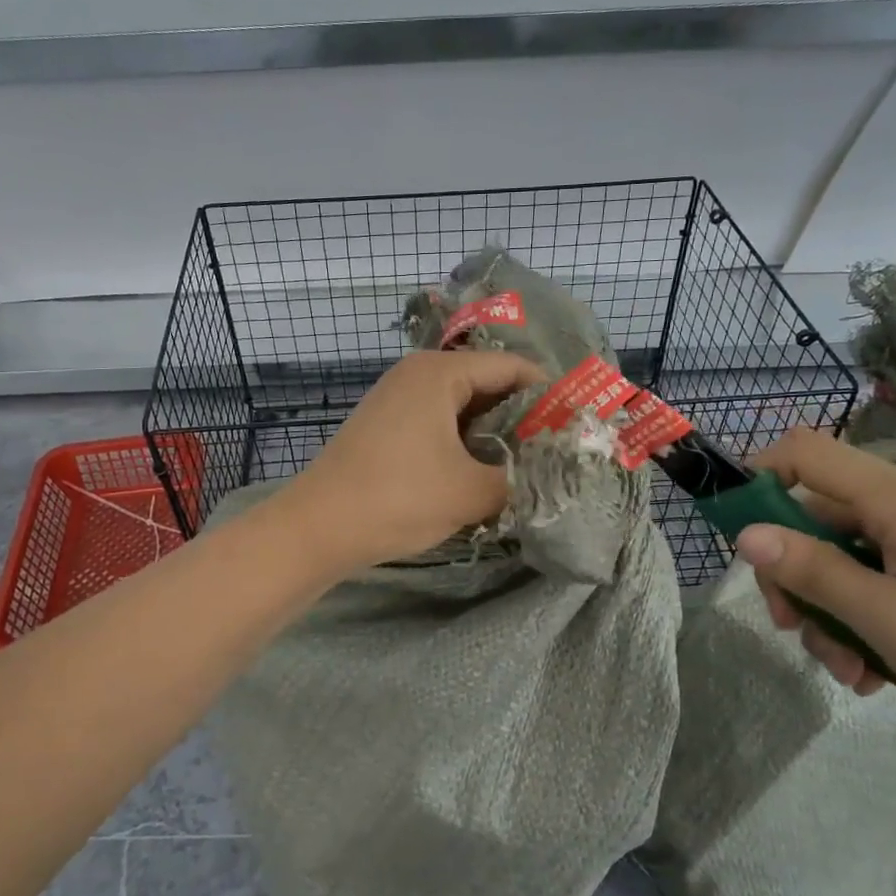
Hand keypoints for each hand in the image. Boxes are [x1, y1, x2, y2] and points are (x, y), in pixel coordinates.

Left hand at [273, 349, 543, 572]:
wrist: (317, 528)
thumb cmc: (398, 498)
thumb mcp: (471, 492)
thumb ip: (522, 479)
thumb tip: (554, 478)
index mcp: (440, 372)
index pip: (513, 367)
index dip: (550, 396)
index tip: (578, 428)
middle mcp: (417, 374)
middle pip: (487, 384)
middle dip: (523, 418)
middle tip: (558, 452)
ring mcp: (397, 400)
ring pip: (463, 408)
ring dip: (494, 435)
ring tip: (527, 468)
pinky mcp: (385, 427)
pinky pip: (439, 424)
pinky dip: (465, 444)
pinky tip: (482, 474)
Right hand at [734, 428, 895, 745]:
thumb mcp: (888, 620)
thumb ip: (812, 572)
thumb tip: (745, 535)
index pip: (807, 452)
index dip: (760, 476)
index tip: (738, 532)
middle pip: (819, 515)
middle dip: (795, 573)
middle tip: (791, 629)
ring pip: (848, 555)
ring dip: (830, 608)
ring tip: (845, 669)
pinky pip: (883, 575)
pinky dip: (865, 615)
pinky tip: (874, 669)